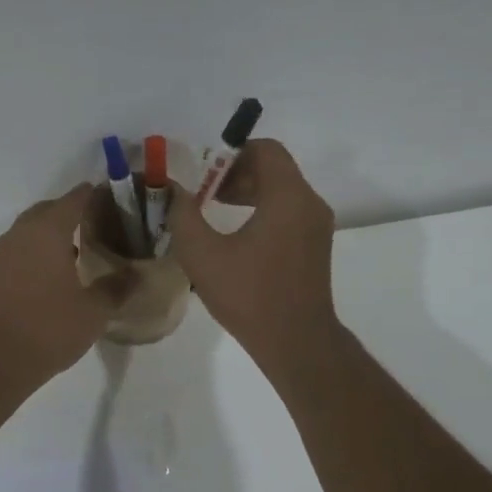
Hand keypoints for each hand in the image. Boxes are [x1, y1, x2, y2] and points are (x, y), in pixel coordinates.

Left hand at [0, 183, 130, 387]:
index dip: (97, 195)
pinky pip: (23, 247)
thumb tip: (136, 273)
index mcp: (47, 230)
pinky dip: (42, 249)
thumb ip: (117, 287)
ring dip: (56, 231)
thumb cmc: (48, 328)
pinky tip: (61, 271)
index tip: (119, 202)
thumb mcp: (94, 311)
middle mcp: (22, 232)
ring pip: (34, 228)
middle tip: (103, 225)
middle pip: (51, 209)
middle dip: (75, 212)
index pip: (76, 198)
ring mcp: (4, 252)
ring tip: (84, 248)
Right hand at [166, 140, 339, 370]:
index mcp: (288, 197)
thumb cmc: (249, 296)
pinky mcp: (315, 246)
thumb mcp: (203, 255)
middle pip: (273, 168)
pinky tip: (236, 237)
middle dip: (235, 174)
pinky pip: (289, 212)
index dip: (231, 153)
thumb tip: (174, 191)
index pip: (265, 149)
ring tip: (214, 212)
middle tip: (203, 193)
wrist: (297, 342)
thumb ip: (183, 215)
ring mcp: (317, 226)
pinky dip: (263, 211)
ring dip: (248, 193)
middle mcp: (310, 203)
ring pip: (282, 191)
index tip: (204, 174)